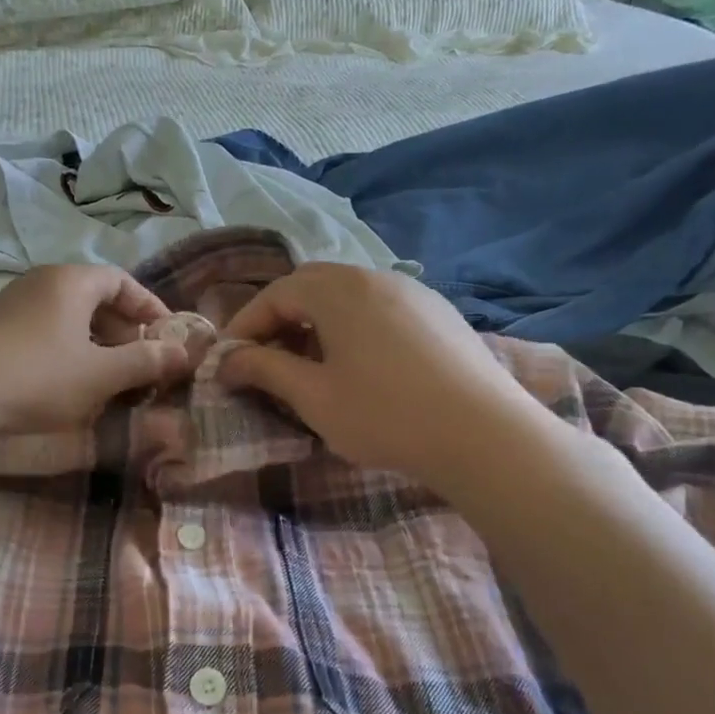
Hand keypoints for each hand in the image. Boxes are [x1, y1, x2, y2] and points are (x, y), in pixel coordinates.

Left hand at [0, 265, 189, 437]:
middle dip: (123, 332)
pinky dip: (66, 353)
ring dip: (95, 346)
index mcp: (71, 281)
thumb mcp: (99, 374)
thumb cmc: (36, 377)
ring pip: (68, 319)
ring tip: (107, 382)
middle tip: (139, 365)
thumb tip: (185, 352)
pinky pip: (44, 332)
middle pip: (95, 299)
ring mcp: (12, 304)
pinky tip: (66, 387)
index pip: (122, 281)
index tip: (167, 339)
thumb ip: (146, 362)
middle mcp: (41, 283)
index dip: (149, 308)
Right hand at [218, 263, 554, 485]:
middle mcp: (375, 278)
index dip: (245, 325)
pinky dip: (353, 327)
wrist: (486, 436)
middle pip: (312, 286)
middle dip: (280, 318)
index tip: (229, 360)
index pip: (276, 294)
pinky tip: (360, 366)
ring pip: (348, 296)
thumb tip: (228, 362)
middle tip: (265, 357)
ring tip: (309, 364)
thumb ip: (264, 370)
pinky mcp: (440, 314)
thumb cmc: (385, 414)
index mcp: (339, 290)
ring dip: (317, 322)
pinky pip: (380, 308)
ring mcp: (414, 293)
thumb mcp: (313, 396)